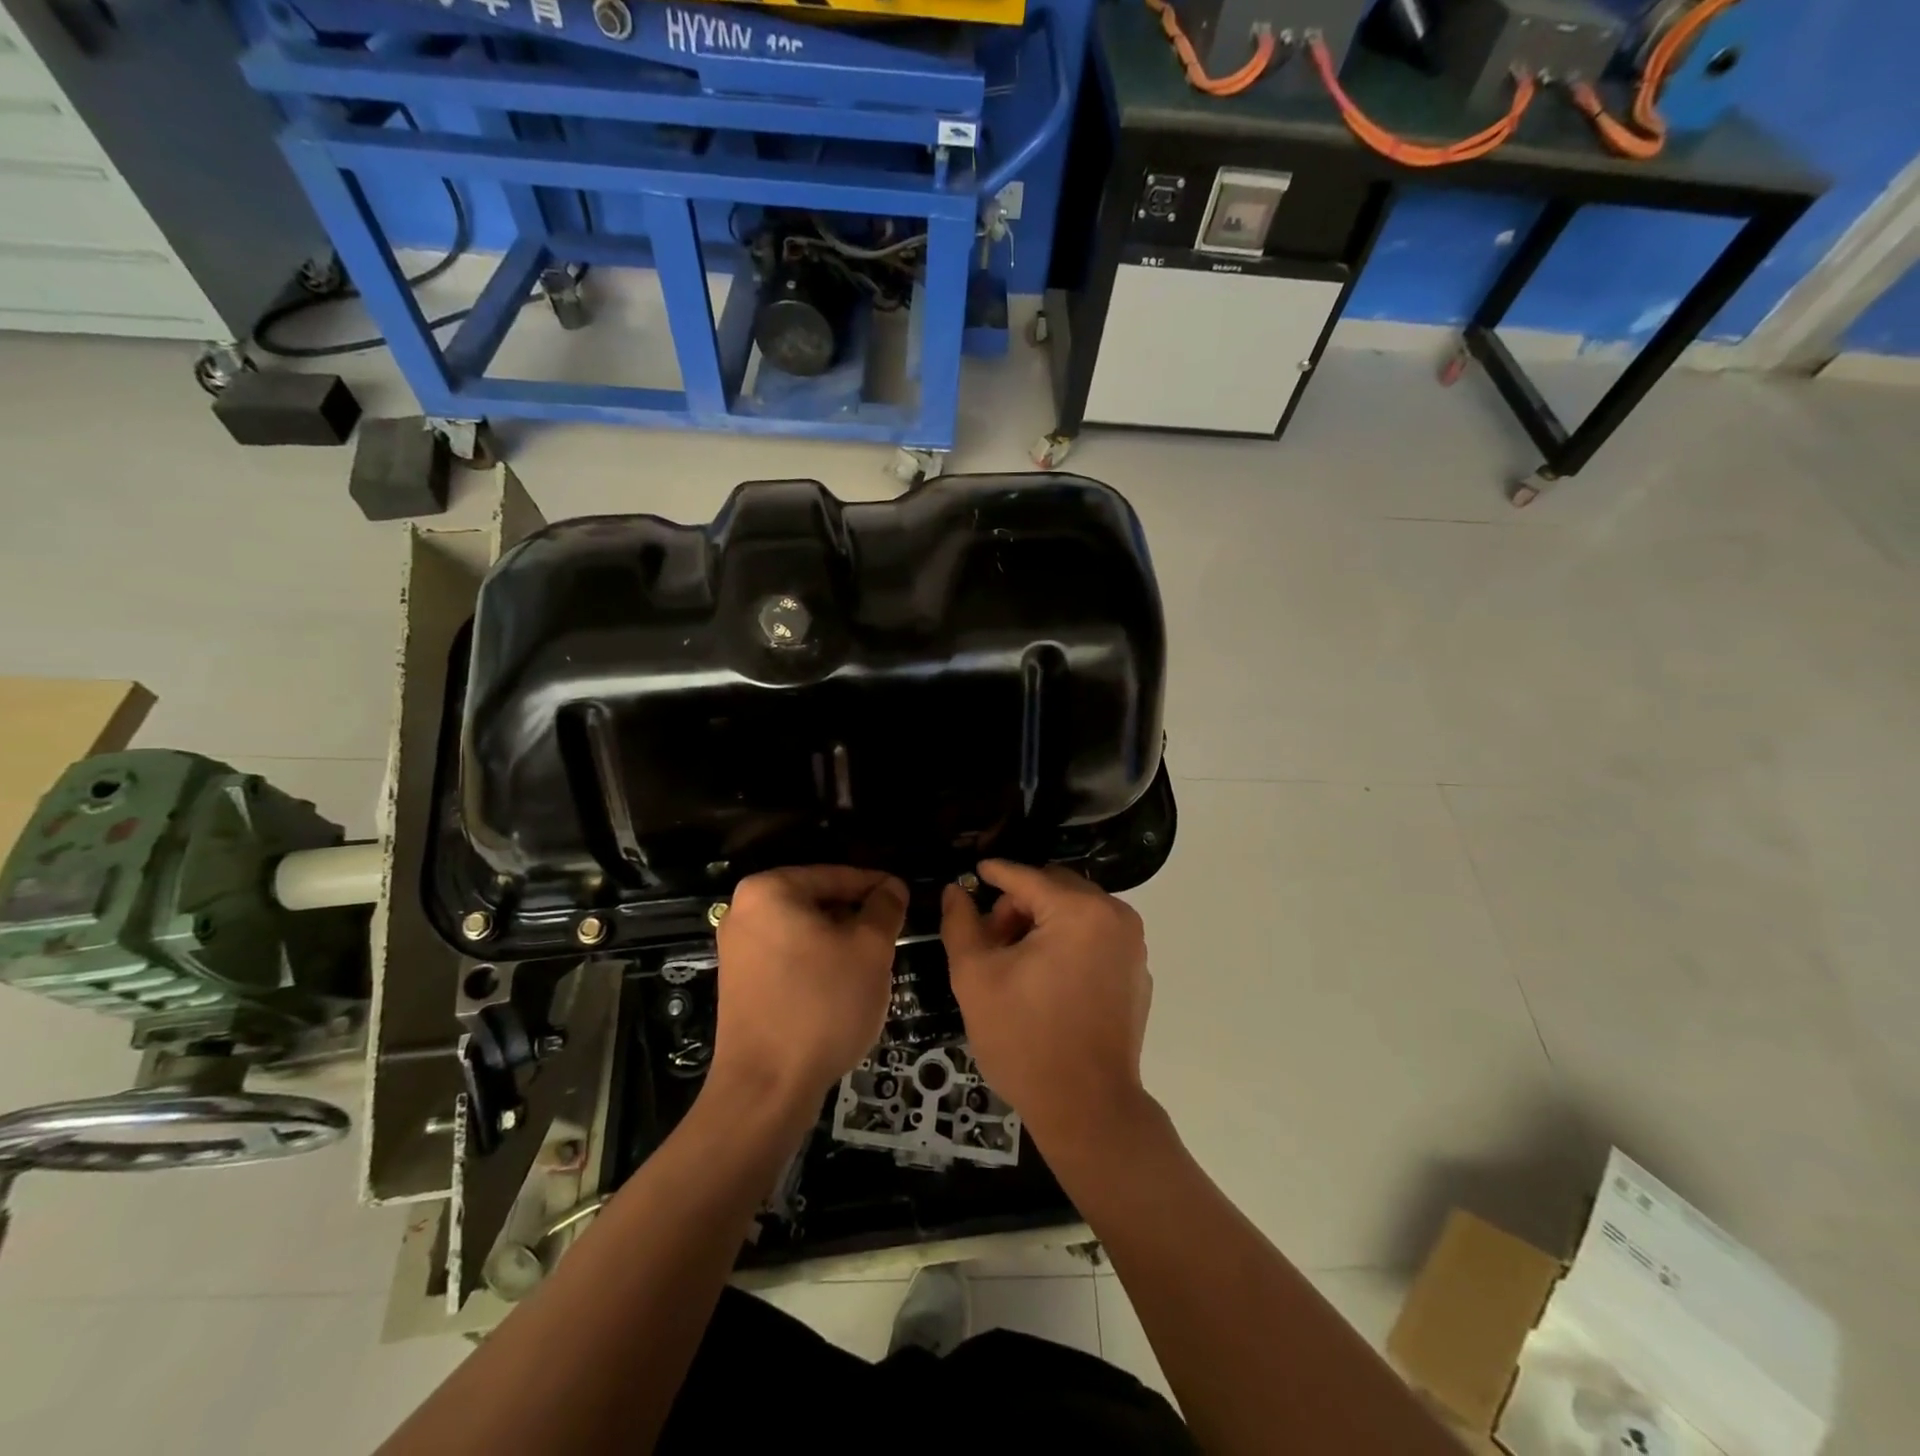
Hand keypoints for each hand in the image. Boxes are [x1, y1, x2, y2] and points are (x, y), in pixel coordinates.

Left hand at [710, 867, 907, 1115]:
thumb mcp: (870, 949)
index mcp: (769, 890)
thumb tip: (892, 887)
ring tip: (873, 963)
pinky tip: (843, 986)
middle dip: (856, 917)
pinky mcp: (739, 983)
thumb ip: (885, 909)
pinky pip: (788, 957)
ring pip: (804, 931)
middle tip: (892, 934)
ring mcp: (737, 949)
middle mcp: (744, 911)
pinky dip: (817, 963)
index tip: (905, 898)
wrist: (766, 1089)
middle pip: (817, 902)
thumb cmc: (821, 1005)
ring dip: (840, 942)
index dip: (876, 887)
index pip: (836, 875)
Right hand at [941, 861, 1151, 1145]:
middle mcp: (1115, 916)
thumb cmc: (1025, 1039)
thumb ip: (961, 924)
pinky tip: (1047, 979)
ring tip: (1015, 961)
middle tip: (991, 940)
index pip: (1027, 878)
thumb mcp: (976, 977)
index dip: (995, 873)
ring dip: (1043, 922)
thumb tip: (956, 891)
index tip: (973, 872)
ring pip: (1076, 910)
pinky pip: (1096, 936)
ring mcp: (1132, 945)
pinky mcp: (1137, 971)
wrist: (1087, 1109)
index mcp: (1079, 911)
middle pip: (1055, 888)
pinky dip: (1069, 942)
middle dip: (1019, 905)